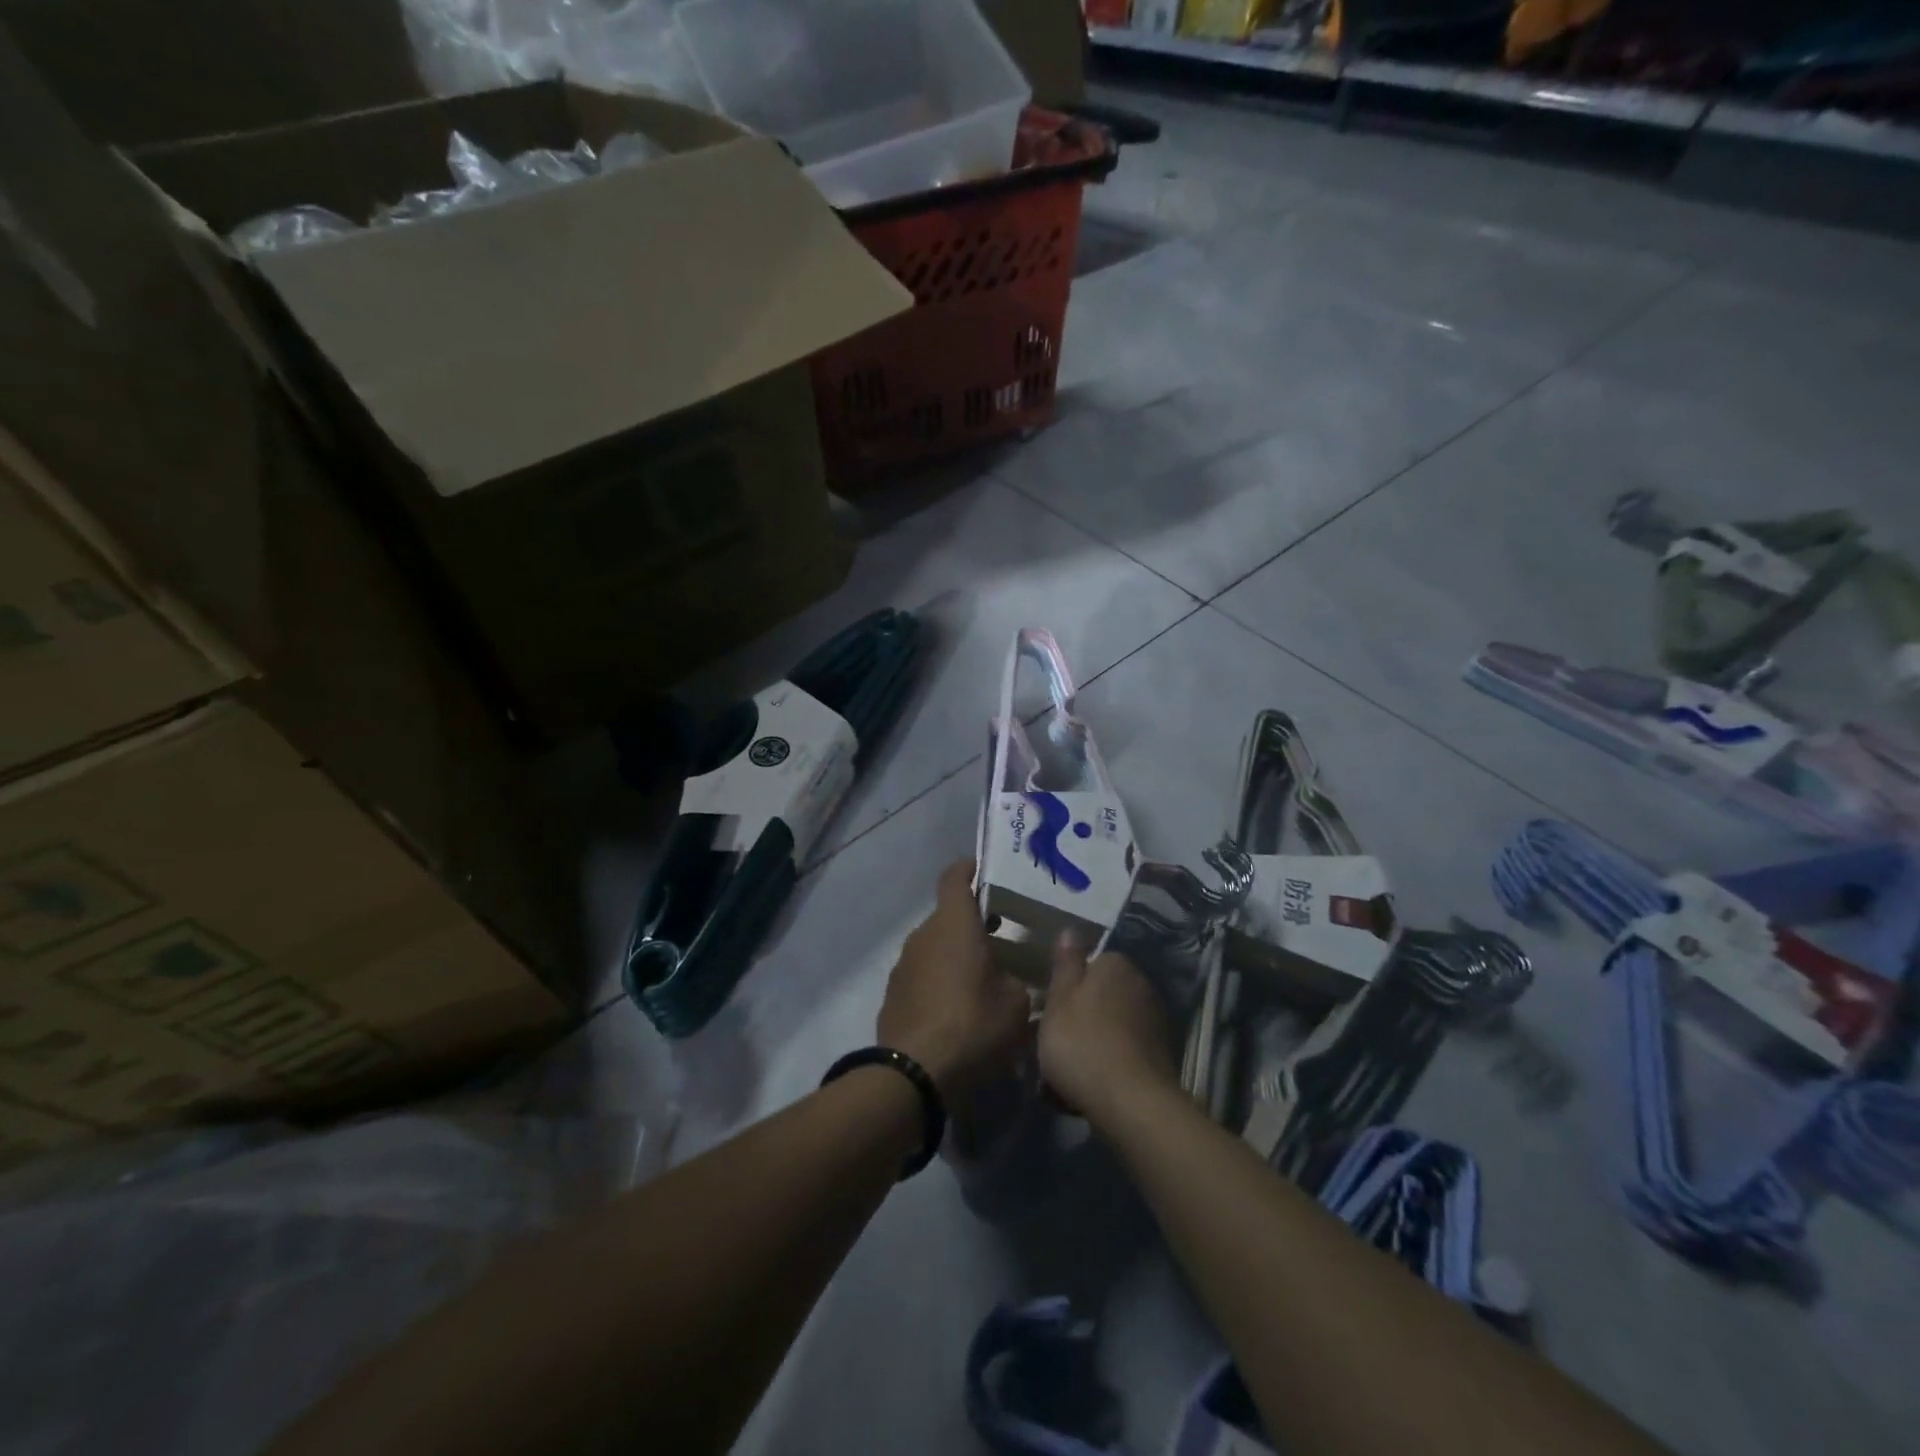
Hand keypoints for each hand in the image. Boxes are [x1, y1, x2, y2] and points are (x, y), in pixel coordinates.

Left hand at [877, 860, 1031, 1098]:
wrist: (914, 1074)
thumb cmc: (972, 1026)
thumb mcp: (1016, 1004)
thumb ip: (1018, 979)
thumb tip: (1012, 976)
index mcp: (954, 924)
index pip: (955, 877)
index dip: (970, 868)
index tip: (985, 870)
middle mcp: (924, 934)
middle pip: (948, 915)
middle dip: (973, 923)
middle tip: (1001, 938)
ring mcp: (903, 964)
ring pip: (935, 946)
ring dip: (956, 954)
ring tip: (983, 978)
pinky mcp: (893, 993)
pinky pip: (922, 974)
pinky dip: (940, 980)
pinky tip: (958, 1008)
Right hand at [1037, 936, 1175, 1125]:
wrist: (1132, 1103)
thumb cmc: (1082, 1044)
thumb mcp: (1058, 1000)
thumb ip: (1065, 964)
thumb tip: (1071, 930)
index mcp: (1115, 964)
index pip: (1089, 964)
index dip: (1068, 988)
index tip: (1051, 1012)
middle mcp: (1141, 983)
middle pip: (1103, 993)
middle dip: (1084, 1013)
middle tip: (1058, 1041)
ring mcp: (1156, 1019)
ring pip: (1114, 1023)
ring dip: (1098, 1039)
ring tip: (1073, 1070)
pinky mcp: (1163, 1054)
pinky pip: (1127, 1049)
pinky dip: (1113, 1061)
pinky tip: (1096, 1084)